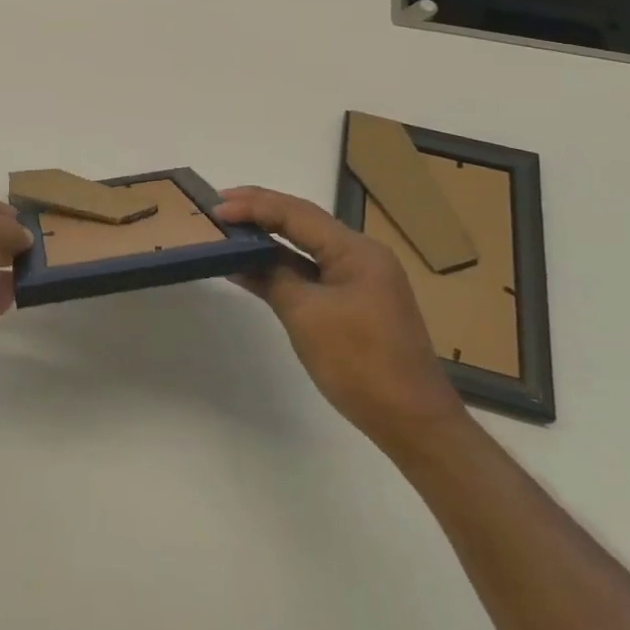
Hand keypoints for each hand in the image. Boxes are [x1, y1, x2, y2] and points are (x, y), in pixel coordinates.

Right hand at [215, 186, 470, 462]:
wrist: (414, 423)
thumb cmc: (360, 364)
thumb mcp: (307, 316)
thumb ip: (272, 277)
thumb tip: (240, 258)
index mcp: (356, 250)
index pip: (296, 213)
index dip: (253, 207)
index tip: (214, 208)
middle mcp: (360, 254)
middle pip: (302, 221)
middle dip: (259, 211)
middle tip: (217, 207)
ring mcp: (359, 279)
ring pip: (305, 246)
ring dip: (268, 238)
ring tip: (228, 229)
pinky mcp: (354, 301)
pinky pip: (311, 272)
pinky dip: (282, 266)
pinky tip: (251, 267)